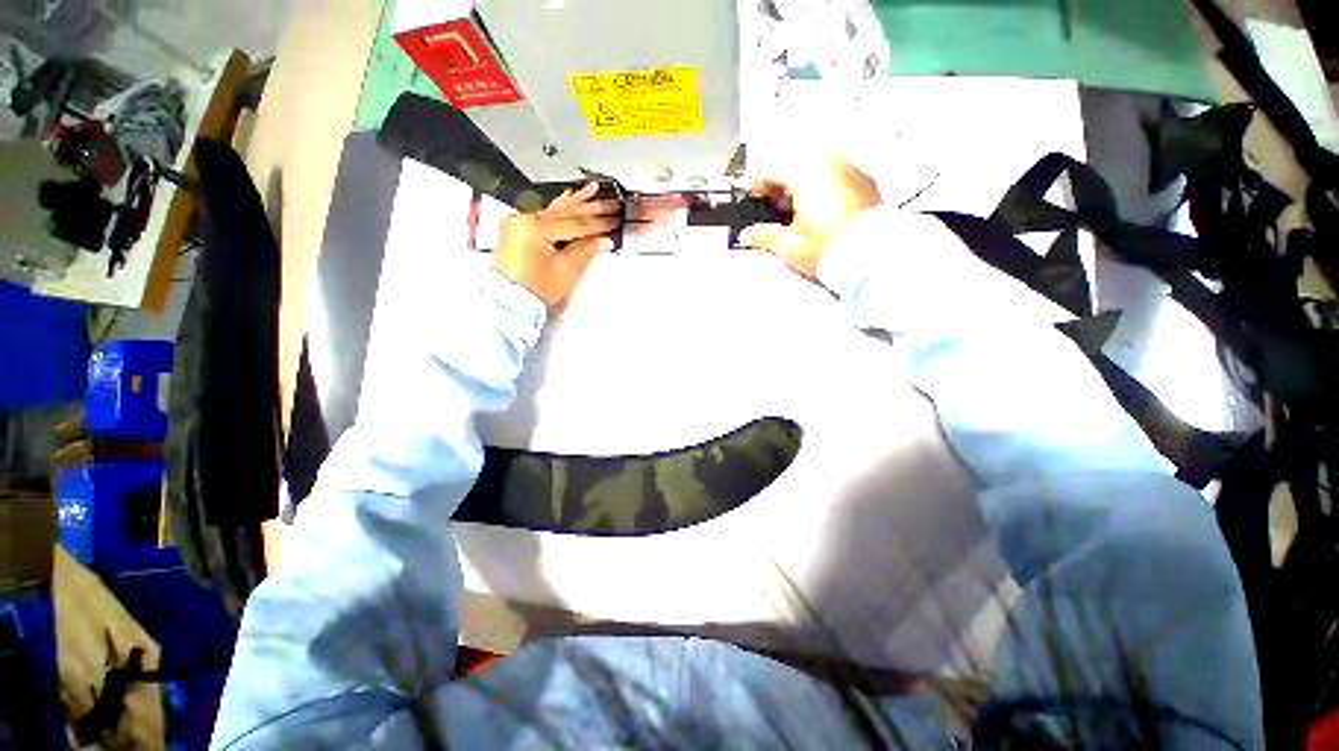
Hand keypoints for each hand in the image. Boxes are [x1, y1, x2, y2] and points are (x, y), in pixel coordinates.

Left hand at [494, 182, 620, 306]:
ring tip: (592, 189)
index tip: (613, 222)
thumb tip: (603, 240)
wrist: (510, 301)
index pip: (575, 224)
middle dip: (590, 208)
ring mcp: (519, 223)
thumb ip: (585, 250)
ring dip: (575, 201)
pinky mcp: (519, 230)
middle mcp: (524, 219)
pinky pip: (543, 214)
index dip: (597, 224)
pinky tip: (568, 197)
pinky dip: (558, 207)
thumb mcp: (564, 270)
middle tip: (610, 204)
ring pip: (555, 209)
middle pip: (565, 212)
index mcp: (535, 227)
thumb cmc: (532, 289)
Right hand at [739, 155, 880, 277]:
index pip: (772, 170)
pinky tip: (820, 211)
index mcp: (806, 173)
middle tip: (775, 206)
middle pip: (795, 164)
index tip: (754, 198)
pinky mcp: (864, 182)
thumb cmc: (832, 248)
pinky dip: (823, 186)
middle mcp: (830, 163)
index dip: (758, 186)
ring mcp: (850, 170)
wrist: (871, 257)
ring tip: (797, 211)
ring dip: (802, 184)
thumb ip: (763, 236)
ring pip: (817, 167)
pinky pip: (836, 175)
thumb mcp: (788, 245)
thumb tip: (748, 235)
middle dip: (782, 184)